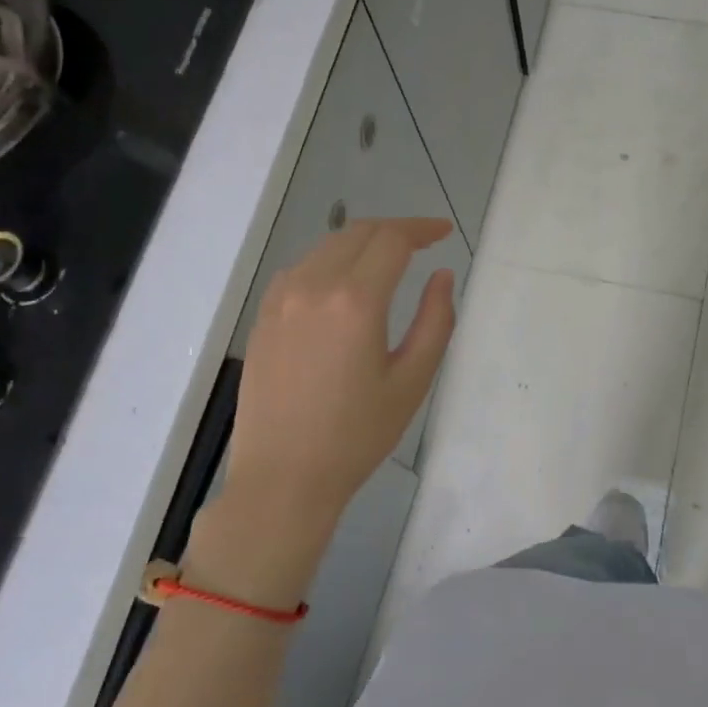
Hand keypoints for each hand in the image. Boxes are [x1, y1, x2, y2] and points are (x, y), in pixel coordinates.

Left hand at [205, 218, 455, 601]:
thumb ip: (435, 321)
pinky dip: (331, 262)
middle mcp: (313, 287)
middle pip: (357, 233)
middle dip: (395, 231)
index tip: (444, 232)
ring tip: (389, 261)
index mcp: (355, 301)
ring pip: (327, 247)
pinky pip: (302, 270)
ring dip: (362, 243)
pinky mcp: (263, 317)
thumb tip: (440, 276)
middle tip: (423, 243)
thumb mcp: (412, 381)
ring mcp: (280, 300)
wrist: (283, 478)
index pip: (392, 240)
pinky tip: (345, 286)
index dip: (422, 228)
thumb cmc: (357, 435)